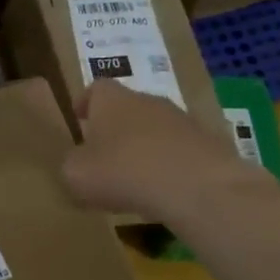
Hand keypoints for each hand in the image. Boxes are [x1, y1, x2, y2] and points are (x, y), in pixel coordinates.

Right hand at [62, 78, 278, 225]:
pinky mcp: (208, 143)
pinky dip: (169, 165)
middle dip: (115, 128)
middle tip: (103, 156)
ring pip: (155, 129)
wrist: (197, 186)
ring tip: (134, 179)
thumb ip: (72, 165)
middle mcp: (148, 100)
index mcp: (112, 100)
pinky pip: (180, 151)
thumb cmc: (124, 172)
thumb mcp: (76, 174)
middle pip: (127, 107)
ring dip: (144, 147)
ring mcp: (182, 120)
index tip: (78, 119)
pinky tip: (164, 191)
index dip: (85, 103)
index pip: (95, 88)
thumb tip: (78, 164)